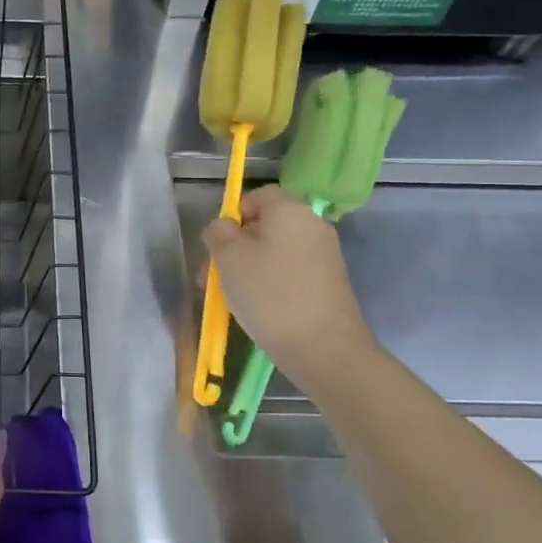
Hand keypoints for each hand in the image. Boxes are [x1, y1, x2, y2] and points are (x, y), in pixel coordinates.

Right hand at [202, 185, 375, 386]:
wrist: (322, 346)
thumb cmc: (269, 293)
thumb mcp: (228, 257)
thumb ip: (218, 232)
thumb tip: (225, 227)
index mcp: (290, 210)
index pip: (258, 195)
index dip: (234, 216)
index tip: (219, 246)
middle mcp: (312, 225)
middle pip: (265, 226)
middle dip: (235, 248)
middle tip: (213, 278)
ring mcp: (324, 255)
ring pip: (275, 252)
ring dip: (248, 269)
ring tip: (230, 299)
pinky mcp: (328, 283)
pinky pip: (289, 272)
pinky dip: (270, 284)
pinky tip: (258, 308)